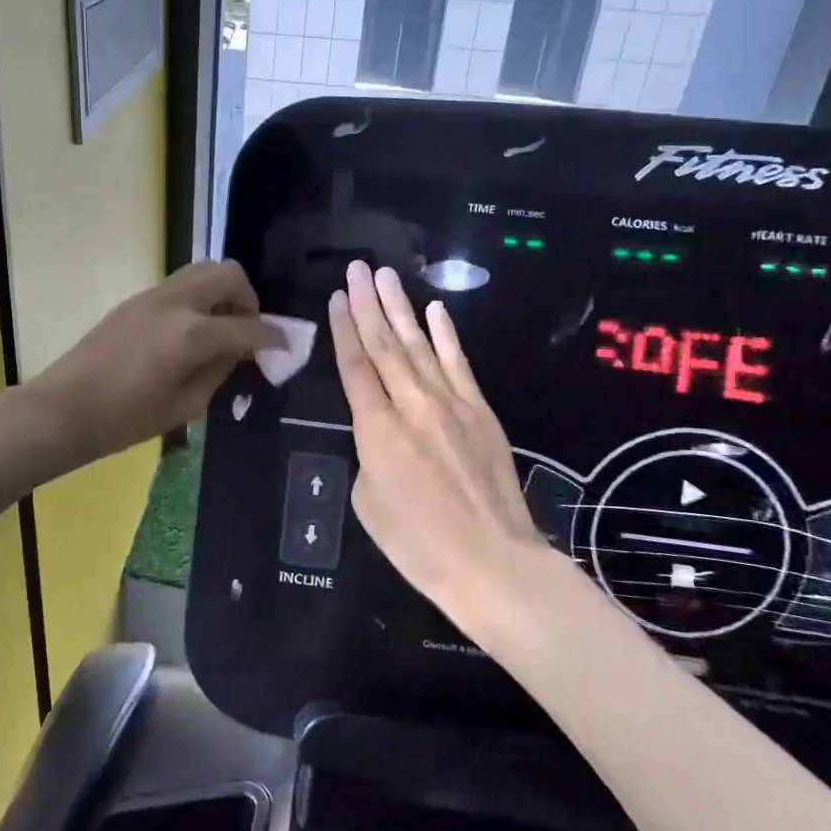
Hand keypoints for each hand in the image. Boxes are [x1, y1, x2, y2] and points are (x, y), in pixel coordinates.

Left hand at [28, 262, 280, 465]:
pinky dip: (199, 298)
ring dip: (222, 293)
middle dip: (248, 299)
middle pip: (228, 274)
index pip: (247, 327)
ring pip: (202, 271)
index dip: (273, 337)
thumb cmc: (126, 419)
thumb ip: (220, 370)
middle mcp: (176, 302)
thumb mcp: (186, 405)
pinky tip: (191, 332)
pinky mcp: (137, 299)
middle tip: (246, 331)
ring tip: (220, 329)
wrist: (64, 408)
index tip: (285, 347)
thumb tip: (240, 351)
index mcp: (191, 333)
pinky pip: (180, 285)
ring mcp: (153, 295)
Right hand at [327, 261, 541, 631]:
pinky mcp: (481, 411)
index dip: (344, 329)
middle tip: (357, 268)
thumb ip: (368, 455)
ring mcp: (451, 403)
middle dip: (368, 303)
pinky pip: (459, 363)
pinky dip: (446, 334)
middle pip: (384, 345)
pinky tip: (435, 310)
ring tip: (386, 276)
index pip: (355, 366)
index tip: (337, 297)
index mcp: (377, 428)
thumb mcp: (368, 503)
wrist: (493, 563)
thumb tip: (381, 433)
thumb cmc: (418, 544)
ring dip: (400, 308)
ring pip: (419, 345)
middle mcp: (412, 404)